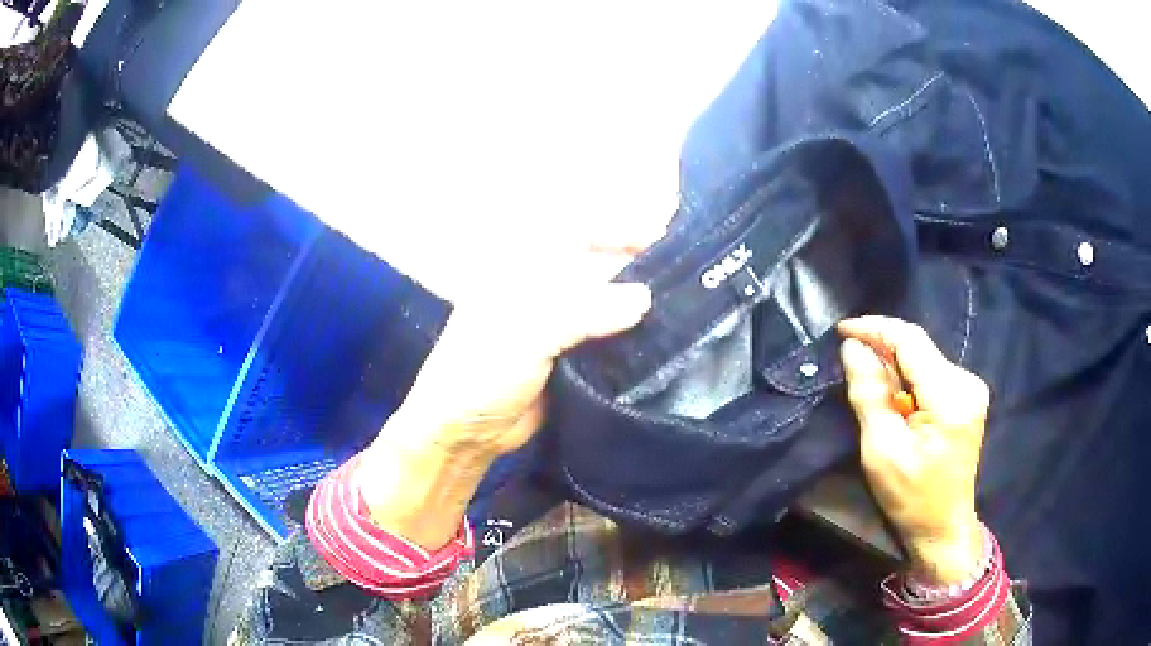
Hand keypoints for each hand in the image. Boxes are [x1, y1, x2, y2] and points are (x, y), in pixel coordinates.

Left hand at [357, 237, 656, 549]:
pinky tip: (666, 341)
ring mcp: (560, 324)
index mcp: (525, 267)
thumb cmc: (480, 370)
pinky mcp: (574, 357)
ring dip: (642, 306)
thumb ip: (584, 310)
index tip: (662, 237)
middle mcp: (546, 288)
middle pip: (602, 266)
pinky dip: (635, 338)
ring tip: (687, 307)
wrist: (466, 433)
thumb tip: (644, 298)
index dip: (620, 228)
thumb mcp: (526, 332)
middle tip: (688, 278)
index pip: (580, 231)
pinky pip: (611, 340)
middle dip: (640, 268)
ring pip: (610, 304)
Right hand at [837, 316, 990, 585]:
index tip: (841, 330)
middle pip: (918, 347)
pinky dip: (907, 378)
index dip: (875, 329)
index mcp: (951, 396)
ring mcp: (971, 388)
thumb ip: (869, 395)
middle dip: (882, 349)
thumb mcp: (882, 451)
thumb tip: (852, 348)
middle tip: (849, 359)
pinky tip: (895, 398)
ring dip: (894, 366)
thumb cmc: (911, 498)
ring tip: (869, 384)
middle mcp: (967, 381)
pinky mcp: (967, 396)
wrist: (944, 527)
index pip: (911, 341)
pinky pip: (931, 372)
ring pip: (923, 358)